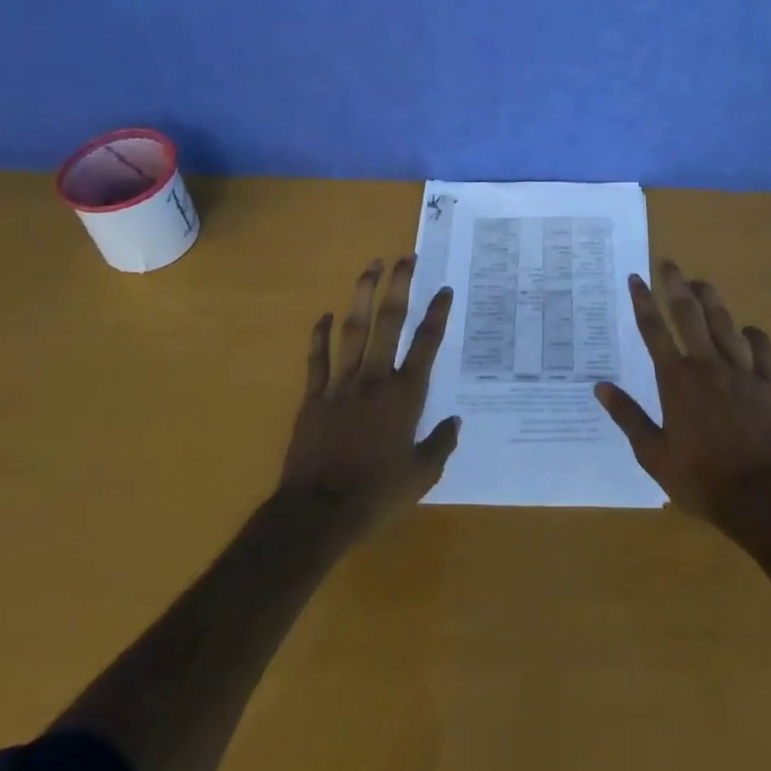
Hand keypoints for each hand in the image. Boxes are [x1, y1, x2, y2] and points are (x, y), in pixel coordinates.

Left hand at [275, 256, 459, 535]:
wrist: (318, 513)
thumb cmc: (377, 494)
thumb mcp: (422, 475)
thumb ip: (441, 444)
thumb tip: (455, 420)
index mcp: (406, 395)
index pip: (426, 344)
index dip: (437, 313)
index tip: (444, 289)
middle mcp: (375, 379)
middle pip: (389, 322)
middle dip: (399, 286)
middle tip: (405, 257)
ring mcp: (341, 384)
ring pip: (354, 329)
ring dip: (362, 296)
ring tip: (371, 267)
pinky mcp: (314, 397)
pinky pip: (317, 359)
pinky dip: (320, 336)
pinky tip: (324, 315)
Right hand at [595, 262, 770, 527]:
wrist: (757, 495)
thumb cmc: (699, 477)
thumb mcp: (653, 454)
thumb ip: (628, 416)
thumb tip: (600, 387)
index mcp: (676, 379)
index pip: (654, 329)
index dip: (643, 301)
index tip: (636, 278)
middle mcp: (706, 364)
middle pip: (689, 313)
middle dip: (676, 284)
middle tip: (669, 263)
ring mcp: (740, 370)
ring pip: (724, 322)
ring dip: (711, 298)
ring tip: (701, 283)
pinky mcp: (768, 382)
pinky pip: (761, 346)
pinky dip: (752, 334)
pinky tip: (746, 331)